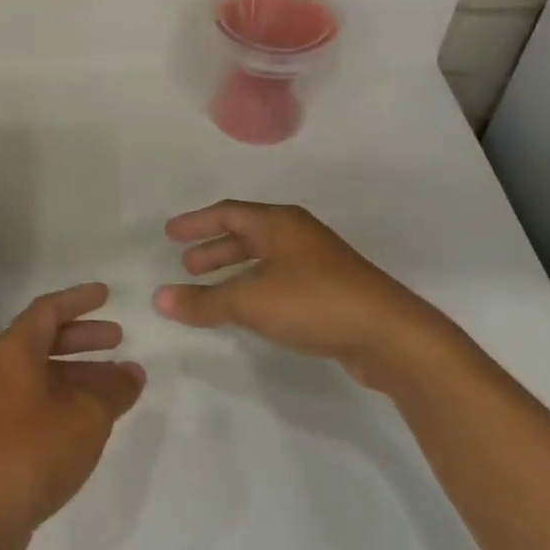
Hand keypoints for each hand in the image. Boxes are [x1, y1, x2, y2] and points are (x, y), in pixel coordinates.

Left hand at [0, 283, 145, 549]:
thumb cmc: (36, 448)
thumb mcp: (88, 415)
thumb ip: (113, 389)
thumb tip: (132, 373)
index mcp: (14, 349)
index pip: (49, 309)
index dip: (79, 299)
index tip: (107, 295)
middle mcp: (0, 366)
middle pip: (44, 338)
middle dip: (83, 336)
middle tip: (119, 338)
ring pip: (42, 371)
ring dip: (79, 371)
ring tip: (118, 381)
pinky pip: (35, 397)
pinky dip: (64, 395)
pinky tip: (91, 415)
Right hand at [153, 201, 451, 385]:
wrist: (390, 336)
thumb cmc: (313, 302)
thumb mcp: (250, 301)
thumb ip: (203, 301)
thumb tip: (159, 299)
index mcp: (278, 223)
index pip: (227, 213)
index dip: (196, 223)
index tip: (170, 234)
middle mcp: (297, 235)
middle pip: (246, 234)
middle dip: (214, 249)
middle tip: (186, 265)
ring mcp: (318, 263)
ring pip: (264, 260)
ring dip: (234, 272)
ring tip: (209, 290)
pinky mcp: (332, 291)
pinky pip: (280, 280)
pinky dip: (255, 289)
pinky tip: (249, 310)